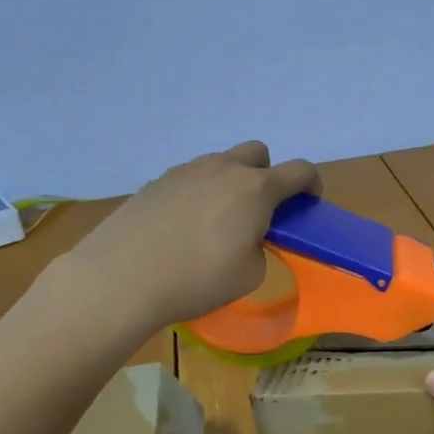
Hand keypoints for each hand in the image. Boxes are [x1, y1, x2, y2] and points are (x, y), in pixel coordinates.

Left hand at [67, 142, 319, 329]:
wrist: (122, 277)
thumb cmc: (197, 279)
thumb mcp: (250, 274)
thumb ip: (260, 247)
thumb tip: (247, 237)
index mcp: (256, 189)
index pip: (299, 170)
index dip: (312, 185)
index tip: (309, 204)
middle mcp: (223, 169)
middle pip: (258, 153)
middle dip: (268, 175)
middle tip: (260, 211)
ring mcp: (186, 171)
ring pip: (221, 162)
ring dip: (231, 182)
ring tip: (218, 221)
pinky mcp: (156, 182)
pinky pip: (191, 177)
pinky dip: (199, 193)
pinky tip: (184, 226)